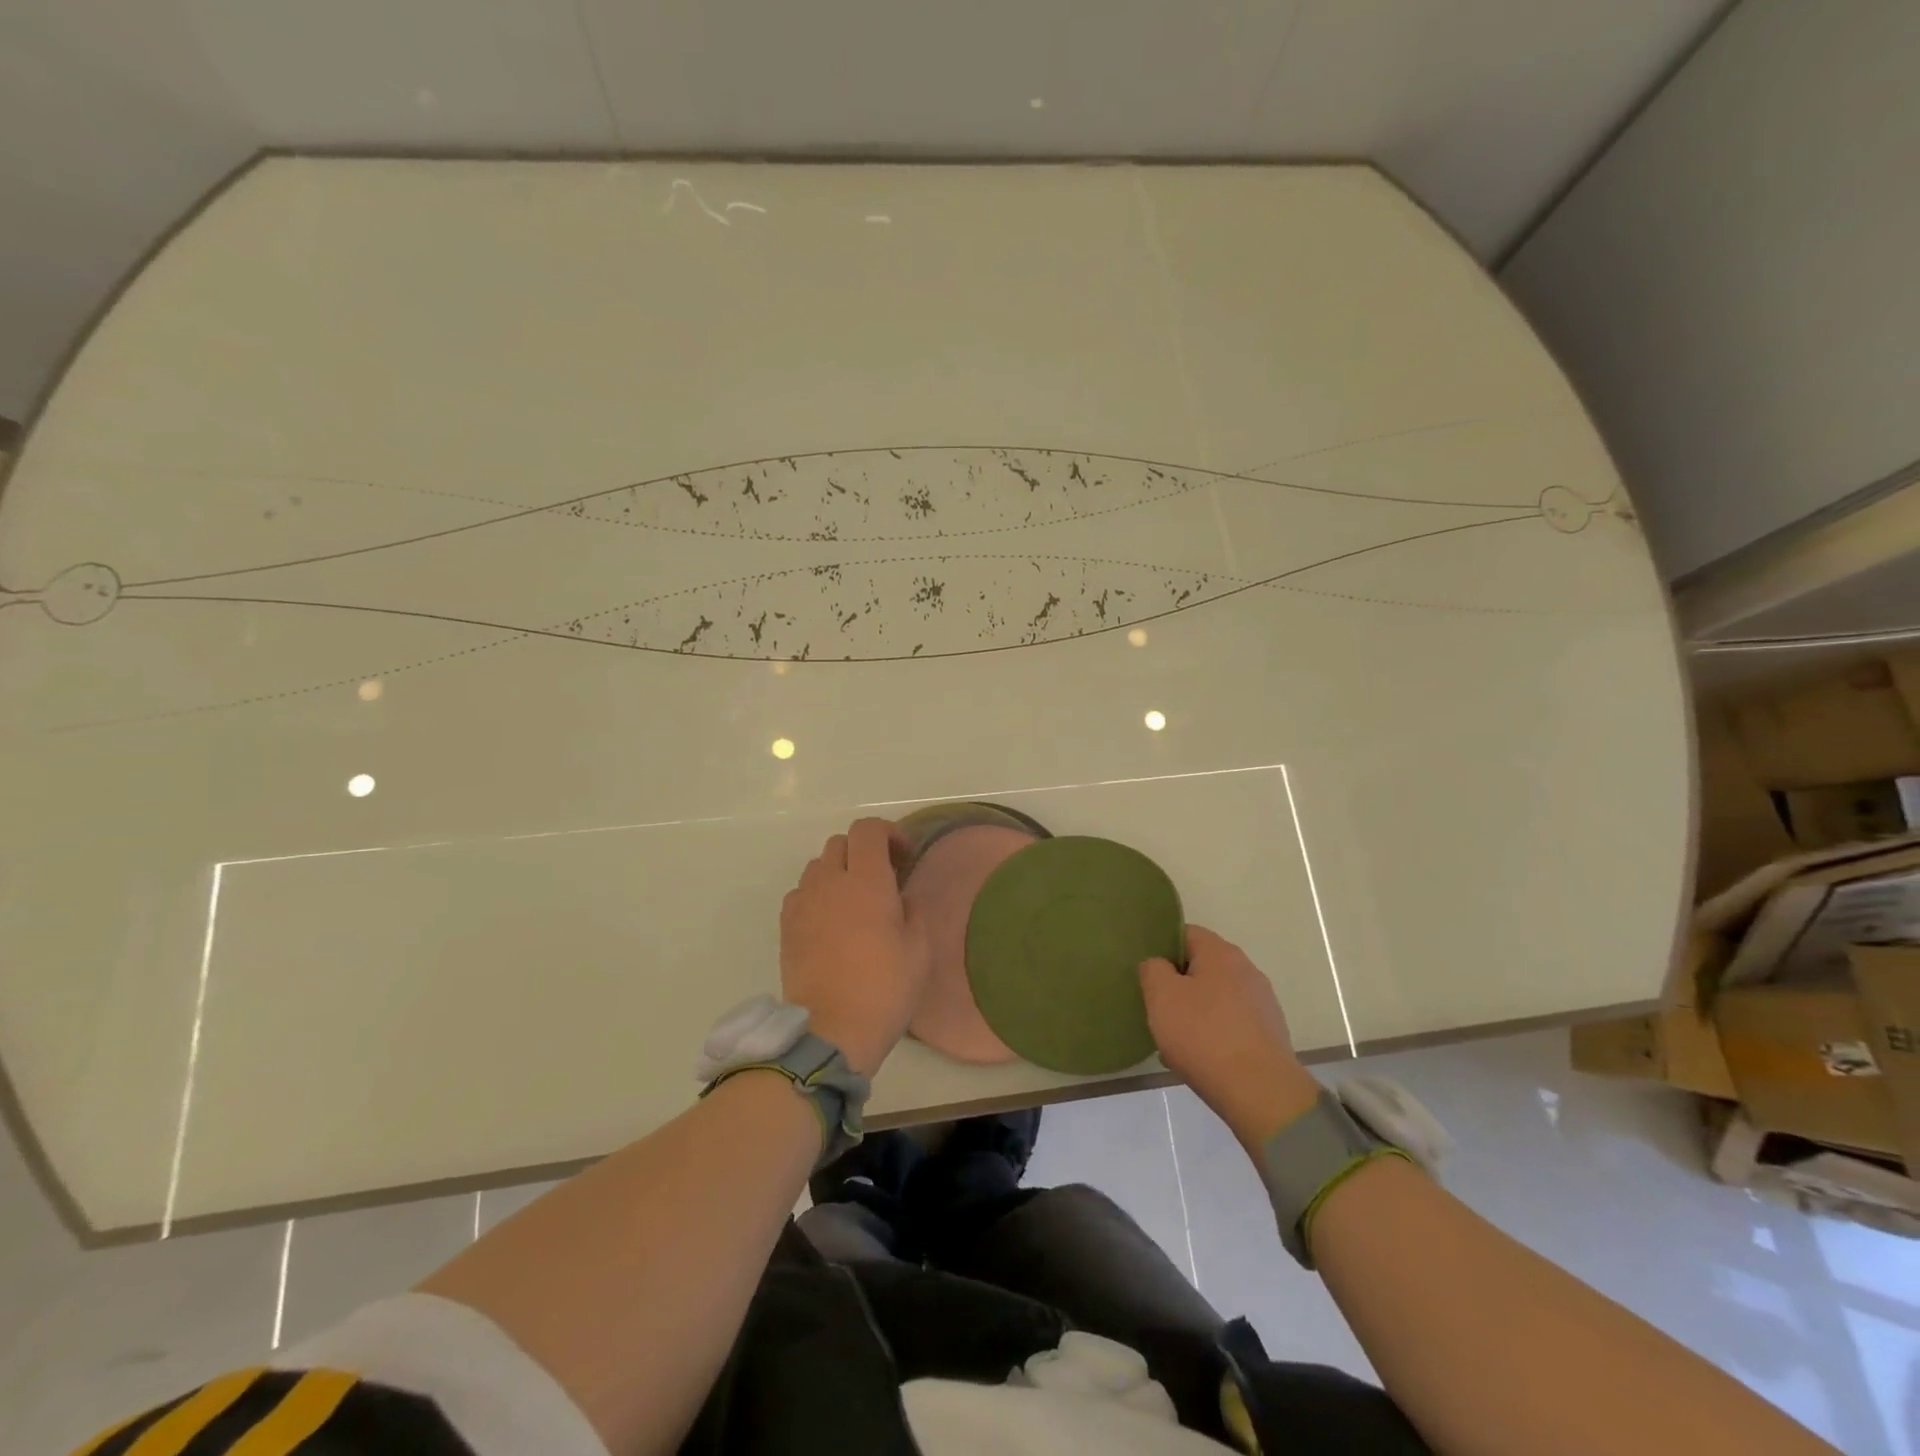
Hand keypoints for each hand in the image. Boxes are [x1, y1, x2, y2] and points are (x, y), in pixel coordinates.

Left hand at [780, 818, 929, 1076]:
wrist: (830, 1031)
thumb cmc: (884, 989)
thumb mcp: (919, 950)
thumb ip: (912, 911)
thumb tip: (901, 897)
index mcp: (867, 881)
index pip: (868, 829)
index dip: (888, 832)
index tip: (904, 856)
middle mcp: (830, 882)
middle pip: (840, 842)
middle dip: (863, 851)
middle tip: (882, 878)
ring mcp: (803, 903)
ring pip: (818, 867)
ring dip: (838, 872)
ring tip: (854, 901)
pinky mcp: (786, 926)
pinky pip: (801, 893)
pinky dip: (818, 896)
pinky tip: (831, 923)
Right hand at [1140, 925, 1320, 1150]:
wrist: (1261, 1093)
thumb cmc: (1204, 1035)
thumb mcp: (1161, 996)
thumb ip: (1152, 969)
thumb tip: (1158, 965)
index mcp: (1221, 953)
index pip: (1186, 934)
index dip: (1162, 949)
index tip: (1148, 974)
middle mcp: (1247, 970)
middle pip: (1203, 967)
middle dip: (1179, 985)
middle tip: (1158, 1008)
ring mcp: (1263, 1003)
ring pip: (1217, 998)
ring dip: (1196, 1012)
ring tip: (1176, 1039)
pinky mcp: (1270, 1035)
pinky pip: (1232, 1024)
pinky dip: (1215, 1034)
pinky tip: (1202, 1058)